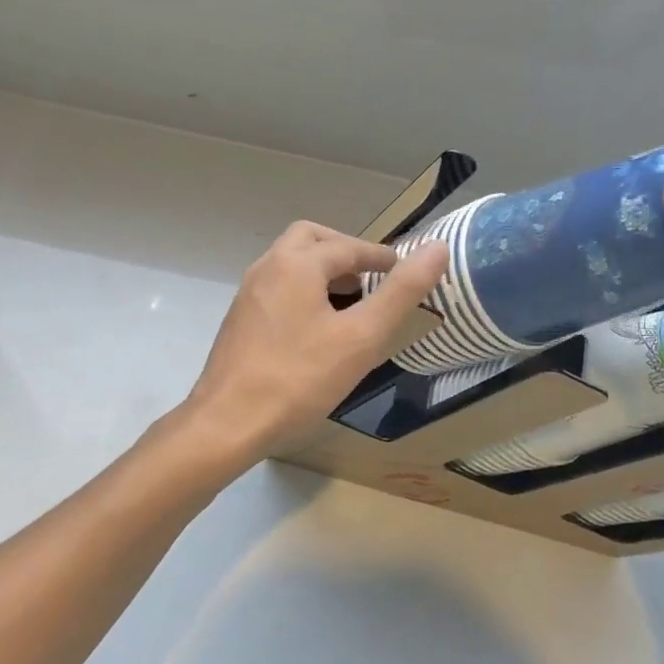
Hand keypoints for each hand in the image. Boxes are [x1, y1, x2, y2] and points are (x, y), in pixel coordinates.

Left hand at [182, 221, 449, 462]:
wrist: (226, 424)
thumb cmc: (298, 379)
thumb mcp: (361, 337)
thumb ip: (400, 292)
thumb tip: (437, 249)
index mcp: (296, 264)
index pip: (348, 247)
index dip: (380, 256)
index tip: (404, 270)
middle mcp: (267, 268)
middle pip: (311, 239)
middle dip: (345, 252)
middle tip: (371, 277)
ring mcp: (248, 294)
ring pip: (290, 263)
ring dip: (322, 270)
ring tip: (350, 301)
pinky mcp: (239, 320)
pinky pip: (278, 287)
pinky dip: (303, 290)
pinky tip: (317, 328)